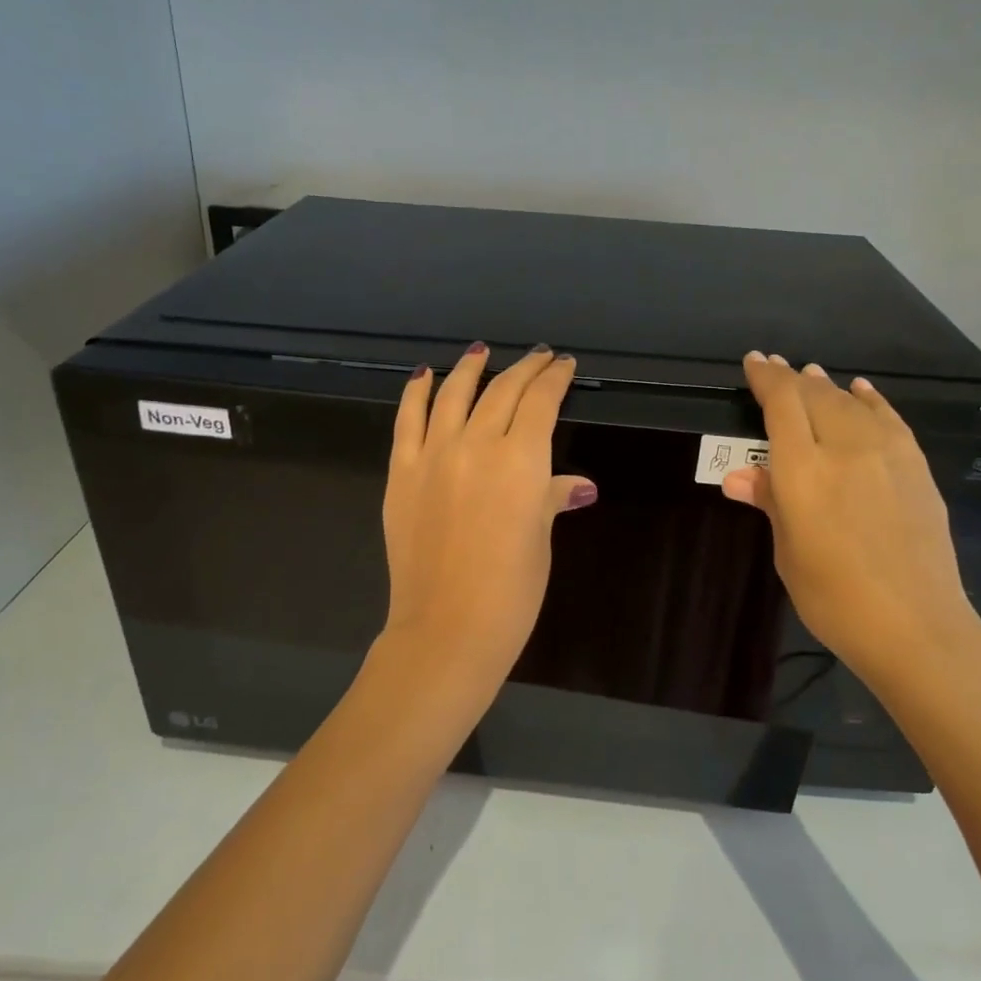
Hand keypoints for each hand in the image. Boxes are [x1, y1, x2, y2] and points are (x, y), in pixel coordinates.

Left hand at [378, 343, 595, 707]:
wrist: (447, 628)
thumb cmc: (511, 592)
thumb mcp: (540, 540)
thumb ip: (552, 499)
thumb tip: (578, 485)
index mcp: (522, 461)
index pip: (541, 402)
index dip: (555, 379)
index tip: (564, 366)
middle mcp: (478, 444)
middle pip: (502, 391)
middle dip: (524, 369)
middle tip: (538, 357)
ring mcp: (434, 455)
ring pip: (454, 394)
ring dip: (470, 368)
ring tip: (480, 352)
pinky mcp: (401, 472)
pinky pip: (407, 419)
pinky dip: (416, 392)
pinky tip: (424, 375)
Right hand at [722, 351, 980, 690]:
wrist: (917, 626)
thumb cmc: (834, 598)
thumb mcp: (789, 553)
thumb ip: (770, 503)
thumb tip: (740, 477)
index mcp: (804, 472)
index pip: (782, 406)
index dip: (766, 379)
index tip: (754, 362)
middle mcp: (845, 450)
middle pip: (815, 397)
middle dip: (791, 378)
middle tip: (776, 368)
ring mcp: (887, 455)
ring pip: (851, 403)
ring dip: (827, 387)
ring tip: (811, 375)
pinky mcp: (916, 467)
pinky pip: (889, 419)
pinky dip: (870, 400)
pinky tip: (861, 392)